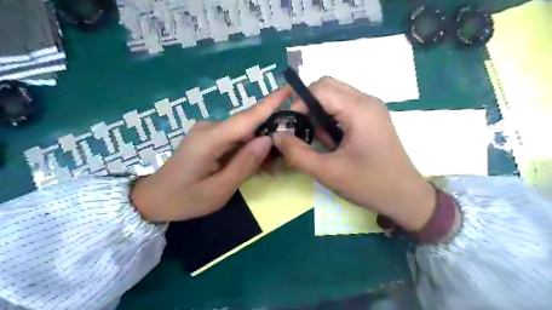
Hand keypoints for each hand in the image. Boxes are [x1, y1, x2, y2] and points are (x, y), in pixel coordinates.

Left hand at [131, 85, 292, 220]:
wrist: (153, 199)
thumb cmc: (184, 199)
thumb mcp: (218, 190)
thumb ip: (244, 165)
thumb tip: (268, 140)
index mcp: (210, 139)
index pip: (246, 118)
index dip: (270, 103)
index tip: (289, 89)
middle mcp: (210, 128)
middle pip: (248, 125)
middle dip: (270, 134)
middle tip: (285, 154)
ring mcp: (209, 131)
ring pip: (244, 133)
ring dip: (259, 145)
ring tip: (270, 166)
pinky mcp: (210, 137)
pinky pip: (235, 139)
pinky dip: (248, 149)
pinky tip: (255, 163)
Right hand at [272, 79, 434, 231]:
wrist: (405, 197)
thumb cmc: (369, 184)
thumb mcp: (328, 172)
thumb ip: (297, 153)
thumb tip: (276, 136)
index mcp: (359, 109)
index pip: (320, 88)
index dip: (299, 104)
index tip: (291, 127)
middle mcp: (367, 101)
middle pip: (327, 87)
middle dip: (309, 107)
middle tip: (304, 133)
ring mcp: (371, 108)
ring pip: (334, 97)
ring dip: (320, 116)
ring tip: (324, 143)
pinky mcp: (371, 118)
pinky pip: (343, 108)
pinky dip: (331, 121)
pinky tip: (335, 143)